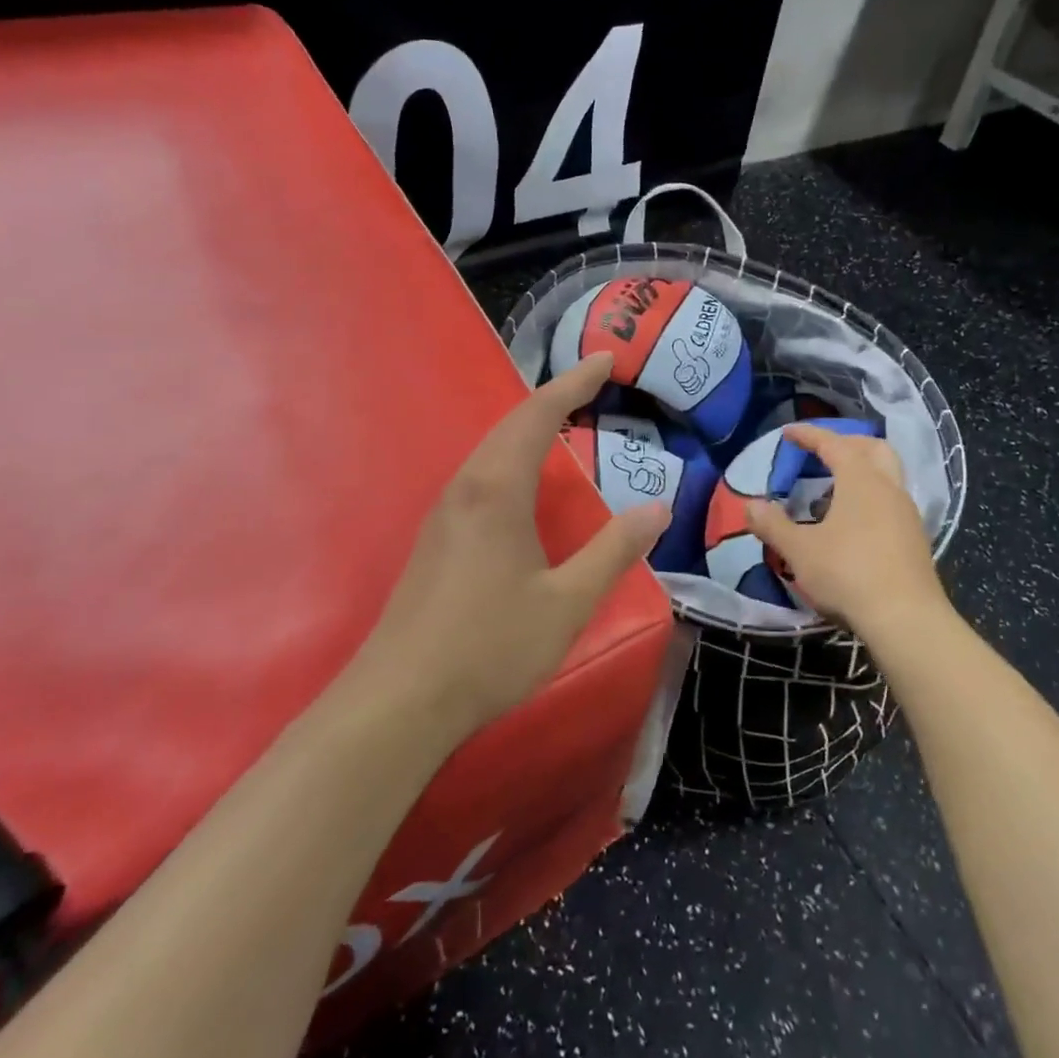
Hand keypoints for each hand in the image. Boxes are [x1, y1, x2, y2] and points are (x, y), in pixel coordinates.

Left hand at [352, 354, 669, 738]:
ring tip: (566, 419)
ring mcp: (445, 512)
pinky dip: (514, 454)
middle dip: (555, 396)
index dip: (574, 383)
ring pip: (493, 447)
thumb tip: (658, 508)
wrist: (400, 699)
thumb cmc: (489, 646)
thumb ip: (613, 550)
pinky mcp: (437, 537)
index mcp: (498, 489)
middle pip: (512, 422)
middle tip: (595, 381)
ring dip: (531, 425)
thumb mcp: (567, 602)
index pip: (539, 415)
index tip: (606, 358)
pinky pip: (482, 473)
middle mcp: (467, 487)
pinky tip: (526, 479)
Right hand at [746, 425, 949, 648]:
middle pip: (872, 448)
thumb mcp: (799, 550)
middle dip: (846, 443)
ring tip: (833, 490)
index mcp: (861, 480)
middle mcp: (889, 488)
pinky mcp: (915, 539)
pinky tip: (853, 523)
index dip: (809, 435)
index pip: (833, 443)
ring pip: (887, 475)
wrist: (906, 620)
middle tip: (821, 453)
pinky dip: (871, 497)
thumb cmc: (848, 574)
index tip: (787, 433)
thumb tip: (749, 505)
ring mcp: (907, 513)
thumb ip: (773, 525)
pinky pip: (891, 501)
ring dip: (861, 471)